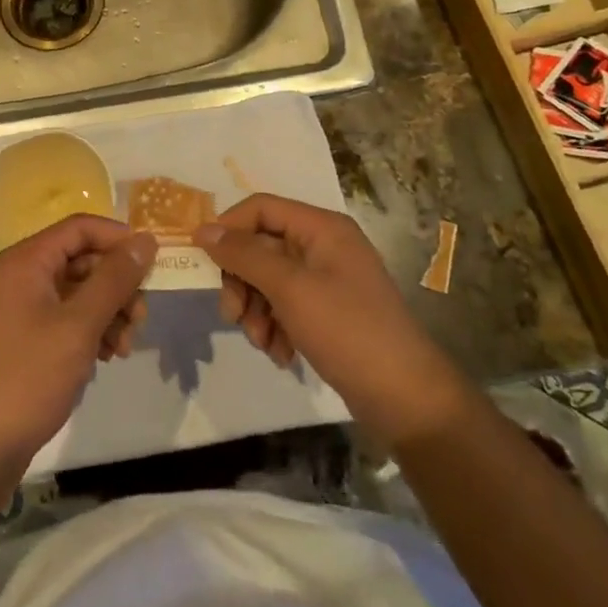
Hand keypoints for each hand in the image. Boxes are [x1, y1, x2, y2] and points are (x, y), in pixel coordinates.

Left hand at [0, 215, 155, 464]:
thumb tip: (146, 240)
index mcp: (26, 261)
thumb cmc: (27, 377)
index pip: (81, 228)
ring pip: (78, 292)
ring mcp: (20, 309)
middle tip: (141, 318)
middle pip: (82, 260)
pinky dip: (90, 331)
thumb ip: (115, 279)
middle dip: (117, 285)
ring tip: (124, 347)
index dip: (119, 239)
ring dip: (108, 312)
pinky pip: (66, 319)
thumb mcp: (79, 325)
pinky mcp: (23, 340)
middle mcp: (20, 276)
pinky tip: (105, 358)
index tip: (153, 264)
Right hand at [195, 195, 465, 448]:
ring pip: (269, 281)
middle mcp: (324, 246)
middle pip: (262, 246)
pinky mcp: (328, 313)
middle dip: (242, 281)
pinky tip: (281, 354)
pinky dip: (275, 327)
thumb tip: (203, 230)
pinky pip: (285, 307)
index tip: (202, 260)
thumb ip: (244, 255)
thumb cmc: (347, 330)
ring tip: (263, 342)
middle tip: (233, 315)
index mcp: (321, 227)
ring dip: (257, 310)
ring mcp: (327, 280)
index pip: (261, 208)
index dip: (228, 228)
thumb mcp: (290, 288)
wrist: (405, 398)